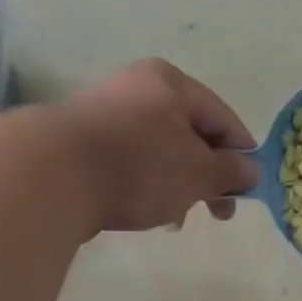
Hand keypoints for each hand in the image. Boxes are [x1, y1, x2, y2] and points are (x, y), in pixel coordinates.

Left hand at [58, 59, 257, 233]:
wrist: (51, 176)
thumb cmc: (141, 166)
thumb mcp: (199, 172)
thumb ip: (230, 171)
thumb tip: (250, 170)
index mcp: (170, 83)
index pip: (222, 117)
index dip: (242, 154)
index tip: (248, 189)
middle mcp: (136, 87)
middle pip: (189, 134)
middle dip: (206, 175)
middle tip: (218, 211)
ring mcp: (102, 111)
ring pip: (158, 150)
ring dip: (176, 184)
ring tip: (176, 218)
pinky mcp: (78, 140)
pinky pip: (128, 161)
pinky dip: (144, 184)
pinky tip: (142, 211)